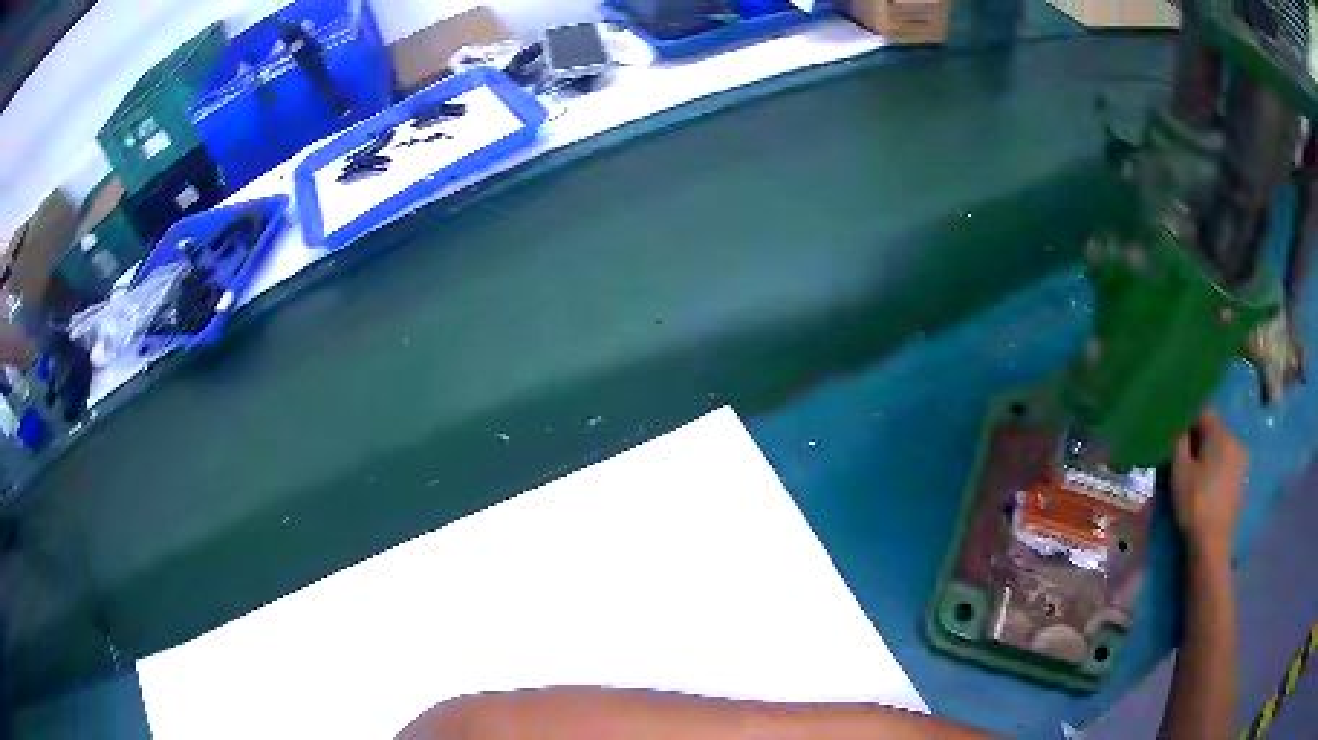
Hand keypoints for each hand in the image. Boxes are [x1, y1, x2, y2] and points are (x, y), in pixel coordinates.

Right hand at [1172, 409, 1246, 557]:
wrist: (1212, 542)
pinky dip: (1218, 468)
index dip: (1188, 420)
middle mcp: (1235, 439)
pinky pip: (1227, 463)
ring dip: (1210, 454)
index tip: (1176, 435)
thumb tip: (1178, 423)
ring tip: (1197, 472)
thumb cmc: (1195, 503)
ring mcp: (1241, 460)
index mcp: (1221, 433)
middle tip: (1185, 456)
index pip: (1203, 412)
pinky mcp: (1242, 479)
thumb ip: (1179, 441)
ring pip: (1222, 447)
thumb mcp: (1179, 471)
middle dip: (1200, 439)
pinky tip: (1208, 485)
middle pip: (1214, 430)